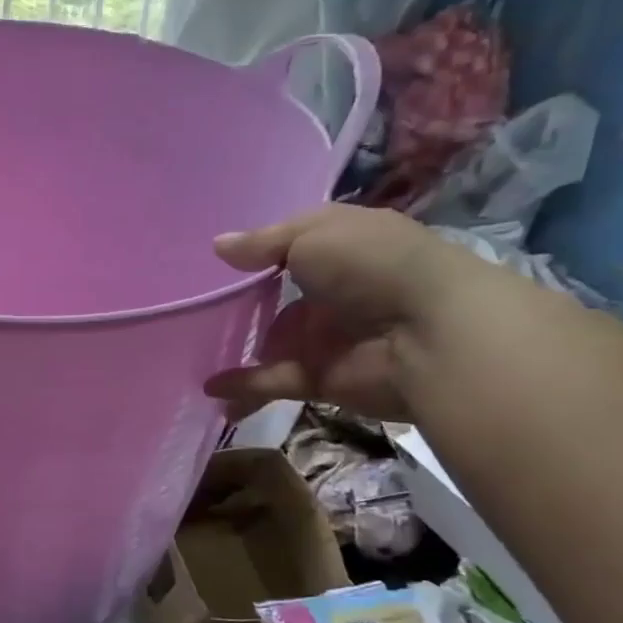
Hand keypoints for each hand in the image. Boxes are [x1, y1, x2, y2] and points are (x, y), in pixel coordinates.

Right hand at [203, 204, 476, 422]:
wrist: (429, 331)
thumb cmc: (371, 265)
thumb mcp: (312, 234)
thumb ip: (262, 244)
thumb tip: (218, 245)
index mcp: (338, 249)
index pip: (292, 249)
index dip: (257, 254)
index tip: (215, 262)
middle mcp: (331, 292)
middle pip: (276, 301)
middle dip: (240, 308)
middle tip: (195, 312)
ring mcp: (325, 337)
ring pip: (271, 344)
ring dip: (238, 351)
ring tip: (193, 354)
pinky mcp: (320, 377)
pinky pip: (272, 381)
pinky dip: (242, 387)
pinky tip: (210, 388)